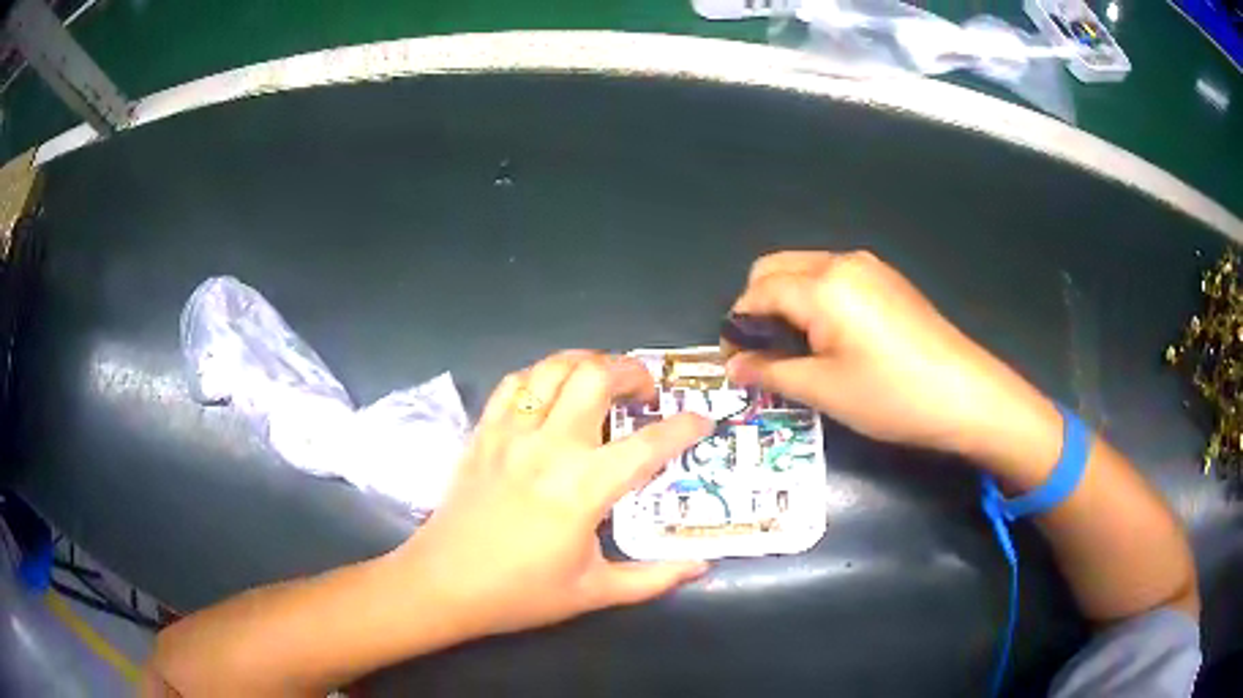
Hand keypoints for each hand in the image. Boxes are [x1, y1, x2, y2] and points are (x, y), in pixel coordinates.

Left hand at [396, 351, 712, 638]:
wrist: (443, 584)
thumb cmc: (520, 593)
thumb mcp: (595, 593)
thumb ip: (653, 578)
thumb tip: (701, 566)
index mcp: (583, 487)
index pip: (649, 444)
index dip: (685, 427)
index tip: (703, 421)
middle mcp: (549, 447)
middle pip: (596, 377)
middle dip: (632, 371)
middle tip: (646, 391)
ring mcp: (510, 434)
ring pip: (552, 368)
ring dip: (586, 362)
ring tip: (603, 379)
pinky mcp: (482, 433)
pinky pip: (513, 384)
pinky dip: (540, 377)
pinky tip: (550, 392)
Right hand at [724, 250, 1058, 465]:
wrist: (965, 394)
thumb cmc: (891, 395)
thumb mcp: (824, 390)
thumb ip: (770, 372)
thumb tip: (732, 366)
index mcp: (822, 285)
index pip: (758, 292)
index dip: (738, 325)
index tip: (734, 360)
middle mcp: (841, 262)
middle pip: (775, 268)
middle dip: (757, 304)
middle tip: (763, 352)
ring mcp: (868, 267)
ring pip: (804, 269)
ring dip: (786, 300)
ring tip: (796, 348)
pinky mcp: (886, 279)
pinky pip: (833, 276)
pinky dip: (814, 298)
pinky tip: (829, 336)